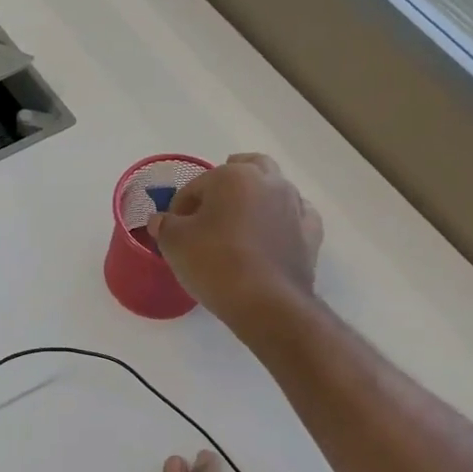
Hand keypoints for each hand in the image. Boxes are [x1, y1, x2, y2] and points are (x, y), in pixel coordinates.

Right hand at [148, 154, 322, 335]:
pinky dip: (283, 219)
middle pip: (247, 167)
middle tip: (211, 206)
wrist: (266, 303)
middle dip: (228, 180)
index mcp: (233, 176)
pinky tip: (272, 233)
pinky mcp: (311, 233)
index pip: (197, 185)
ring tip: (239, 224)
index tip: (173, 228)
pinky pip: (296, 215)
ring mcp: (295, 206)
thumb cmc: (215, 264)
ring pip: (275, 188)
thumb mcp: (174, 243)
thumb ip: (165, 225)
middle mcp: (269, 182)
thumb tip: (162, 221)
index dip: (180, 205)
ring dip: (256, 198)